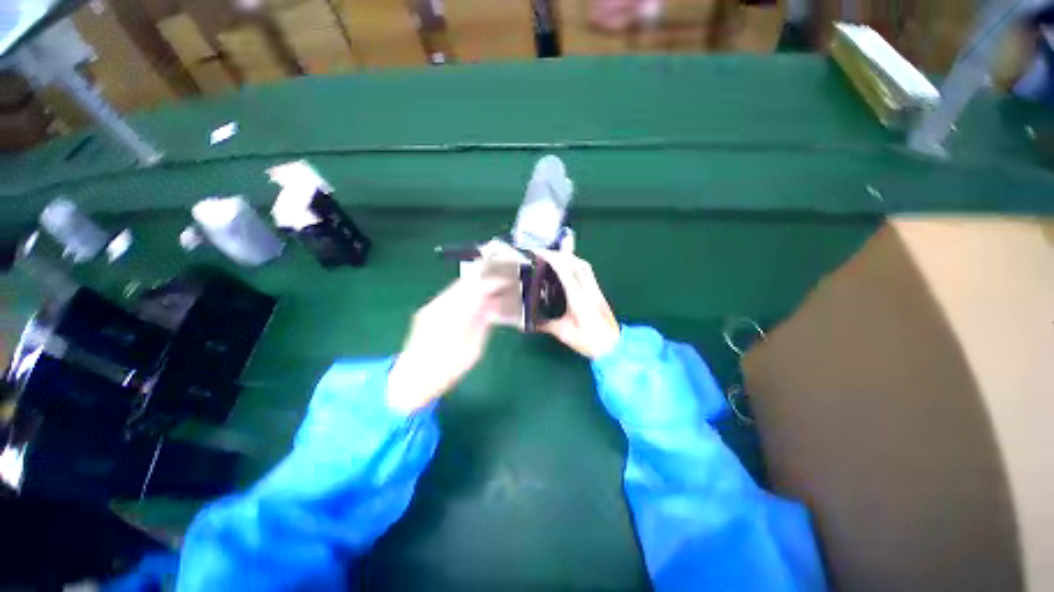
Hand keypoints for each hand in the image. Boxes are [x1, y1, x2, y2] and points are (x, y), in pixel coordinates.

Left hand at [387, 276, 513, 413]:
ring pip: (457, 287)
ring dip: (474, 287)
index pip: (477, 289)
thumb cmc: (448, 370)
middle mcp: (441, 306)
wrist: (413, 379)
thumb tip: (492, 308)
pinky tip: (473, 301)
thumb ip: (482, 325)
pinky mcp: (427, 311)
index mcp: (456, 316)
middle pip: (466, 283)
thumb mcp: (474, 350)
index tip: (507, 283)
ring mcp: (432, 307)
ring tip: (490, 292)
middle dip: (485, 282)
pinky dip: (464, 294)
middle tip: (501, 285)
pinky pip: (450, 294)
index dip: (493, 283)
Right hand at [534, 250, 620, 358]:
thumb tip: (532, 321)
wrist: (613, 348)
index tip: (539, 253)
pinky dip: (576, 266)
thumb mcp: (563, 333)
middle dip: (559, 254)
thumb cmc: (588, 341)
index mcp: (578, 298)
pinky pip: (588, 273)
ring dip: (570, 258)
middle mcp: (589, 290)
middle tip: (544, 254)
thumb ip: (546, 324)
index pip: (565, 271)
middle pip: (577, 263)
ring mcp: (596, 290)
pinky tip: (568, 271)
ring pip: (585, 266)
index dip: (552, 258)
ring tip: (555, 259)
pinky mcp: (598, 293)